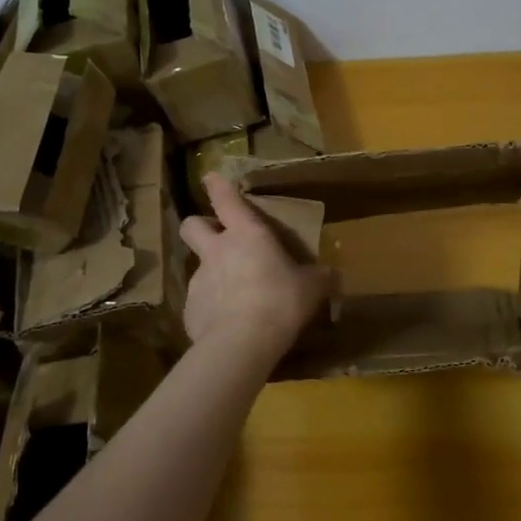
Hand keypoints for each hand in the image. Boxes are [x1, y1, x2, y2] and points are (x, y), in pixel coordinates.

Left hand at [179, 175, 331, 365]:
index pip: (225, 198)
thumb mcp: (312, 287)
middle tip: (217, 238)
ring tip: (234, 294)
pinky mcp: (189, 310)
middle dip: (200, 226)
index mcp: (246, 233)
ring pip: (197, 265)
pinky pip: (199, 302)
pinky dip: (211, 307)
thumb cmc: (280, 301)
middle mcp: (216, 250)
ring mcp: (198, 280)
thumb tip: (331, 274)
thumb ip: (319, 277)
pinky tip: (228, 324)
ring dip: (212, 272)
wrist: (241, 343)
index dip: (217, 185)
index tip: (210, 177)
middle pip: (192, 225)